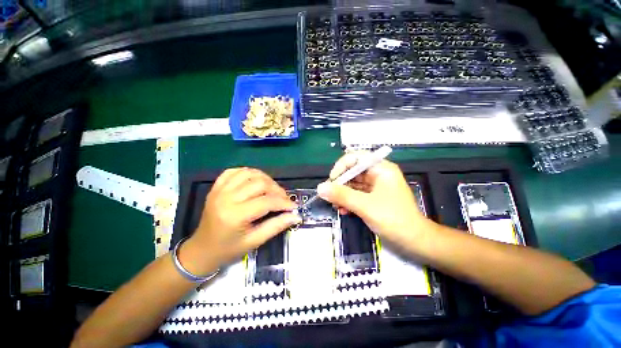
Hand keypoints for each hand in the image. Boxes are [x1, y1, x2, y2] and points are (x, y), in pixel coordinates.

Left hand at [180, 168, 300, 274]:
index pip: (267, 201)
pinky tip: (255, 180)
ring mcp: (220, 190)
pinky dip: (248, 172)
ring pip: (249, 173)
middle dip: (277, 190)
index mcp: (235, 215)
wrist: (201, 249)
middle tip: (284, 199)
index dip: (284, 202)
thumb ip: (276, 226)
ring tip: (272, 189)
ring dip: (265, 179)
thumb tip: (295, 216)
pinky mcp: (216, 187)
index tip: (293, 206)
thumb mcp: (254, 241)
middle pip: (260, 183)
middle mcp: (227, 198)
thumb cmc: (228, 249)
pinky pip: (234, 171)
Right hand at [317, 153, 430, 250]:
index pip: (356, 158)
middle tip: (329, 196)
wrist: (414, 242)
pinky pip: (356, 194)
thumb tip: (320, 187)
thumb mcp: (365, 206)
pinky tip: (343, 210)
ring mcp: (376, 187)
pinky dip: (348, 201)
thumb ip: (342, 195)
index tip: (332, 181)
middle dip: (340, 183)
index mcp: (381, 169)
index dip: (341, 166)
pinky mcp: (373, 198)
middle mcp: (378, 174)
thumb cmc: (393, 219)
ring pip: (353, 184)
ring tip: (335, 206)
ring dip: (342, 194)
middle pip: (352, 171)